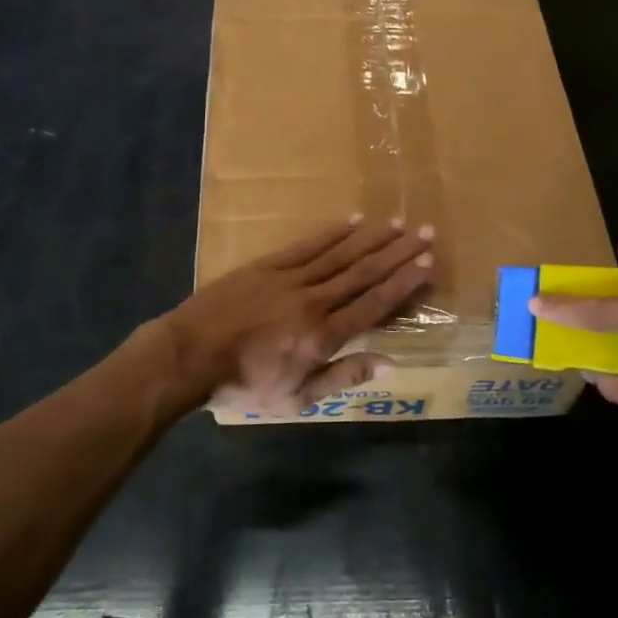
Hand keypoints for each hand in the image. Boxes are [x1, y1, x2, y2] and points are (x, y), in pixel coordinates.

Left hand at [157, 217, 433, 415]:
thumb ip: (343, 377)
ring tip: (398, 222)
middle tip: (426, 232)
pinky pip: (307, 246)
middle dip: (398, 252)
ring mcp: (290, 279)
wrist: (190, 355)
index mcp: (324, 336)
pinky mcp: (268, 266)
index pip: (374, 304)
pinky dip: (332, 233)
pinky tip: (352, 220)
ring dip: (372, 237)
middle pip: (364, 272)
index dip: (404, 283)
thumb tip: (389, 362)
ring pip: (340, 254)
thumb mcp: (297, 398)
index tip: (427, 263)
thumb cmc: (244, 384)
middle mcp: (315, 301)